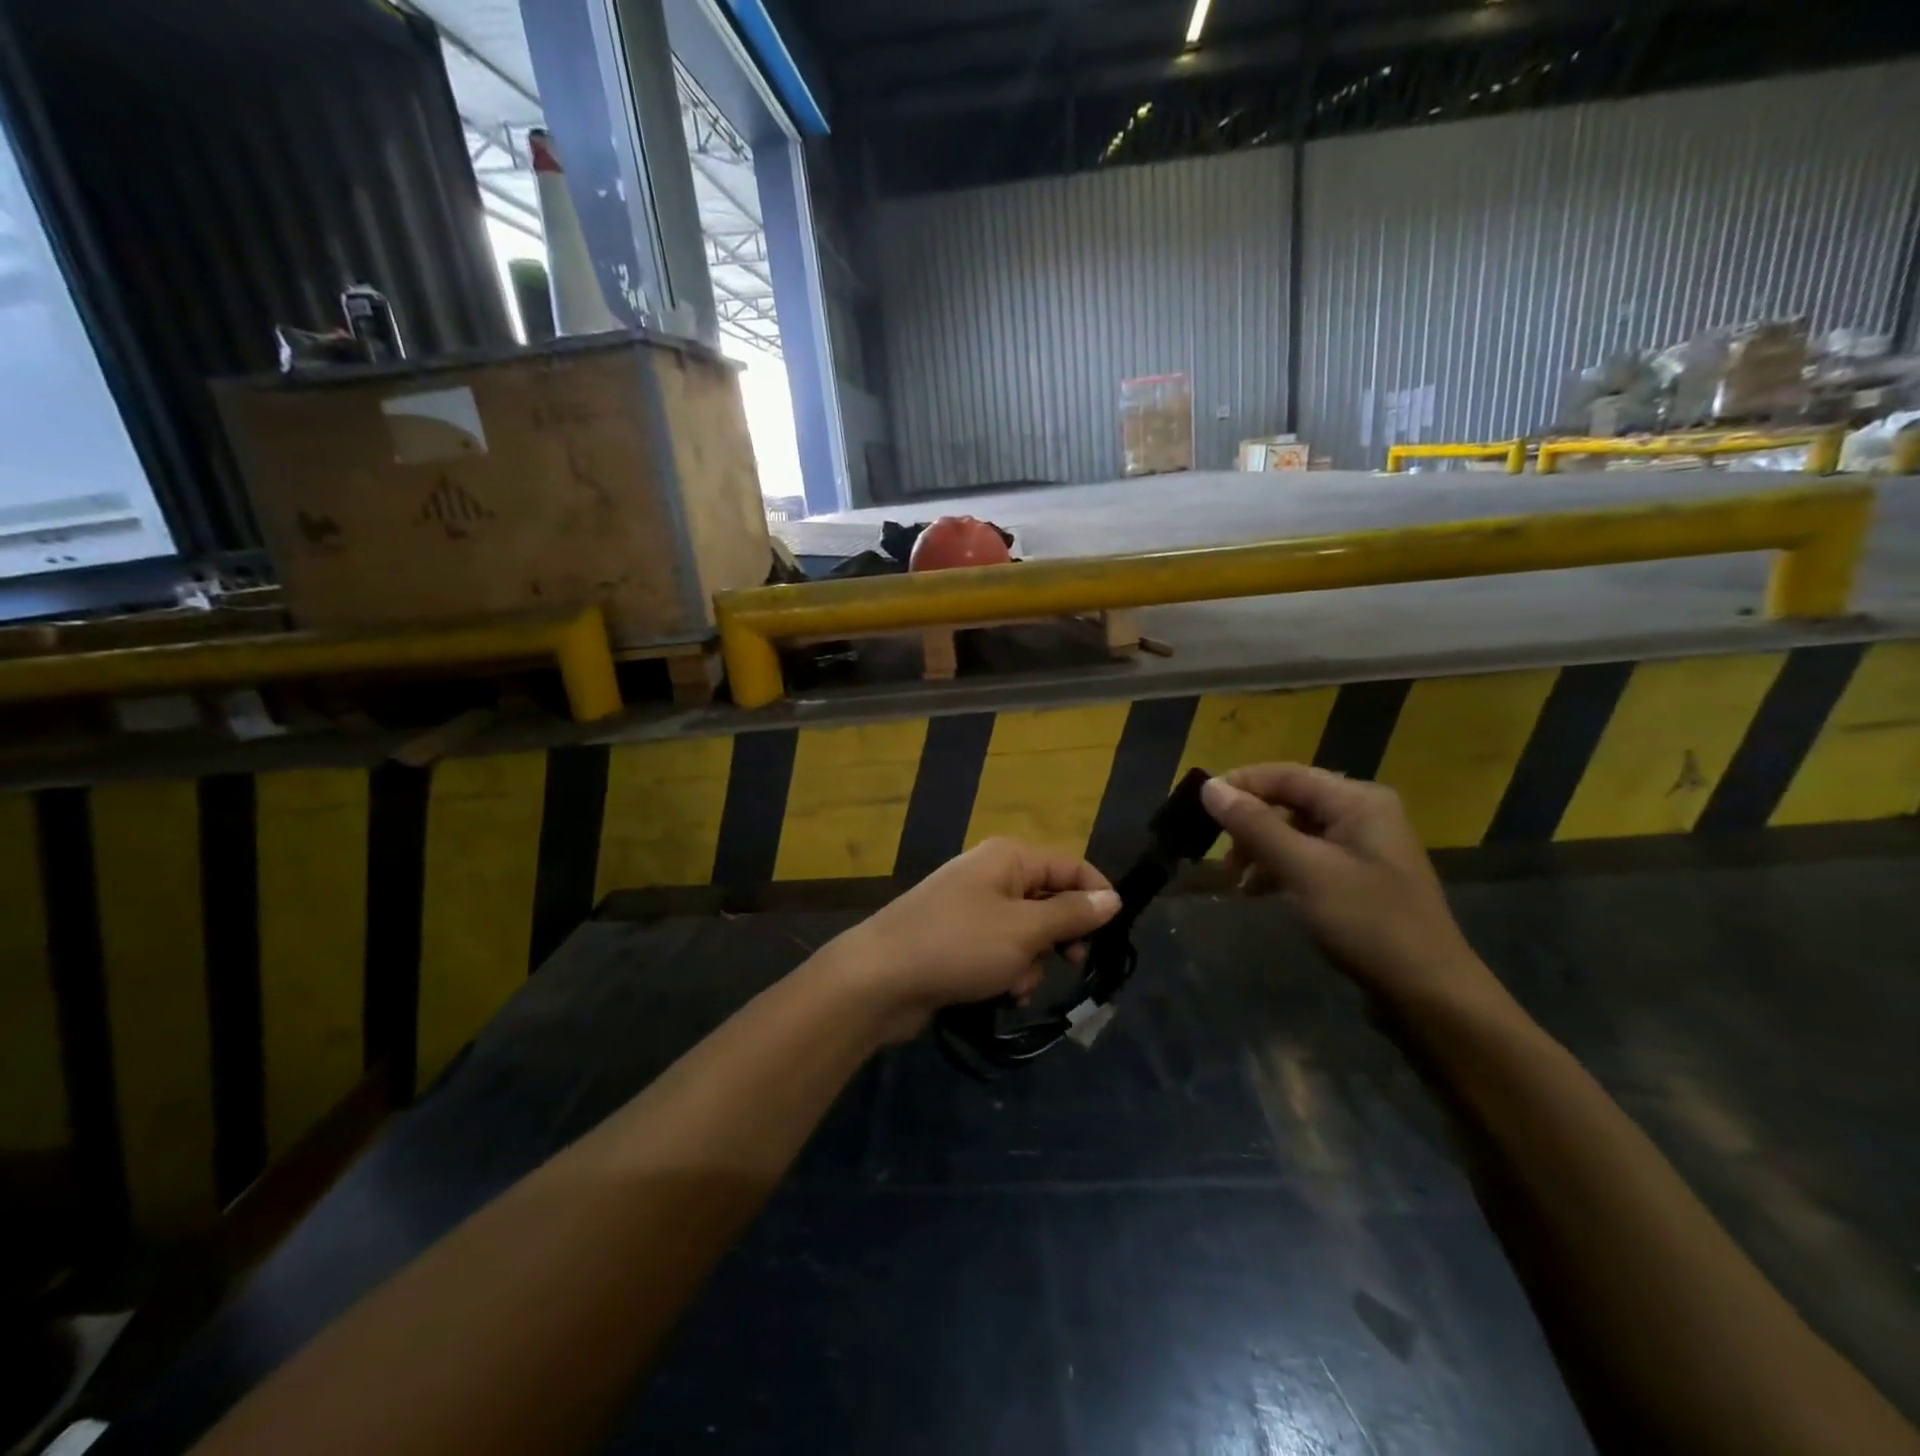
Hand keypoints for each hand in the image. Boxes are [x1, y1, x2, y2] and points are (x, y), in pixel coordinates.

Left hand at [829, 838, 1120, 1041]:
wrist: (880, 978)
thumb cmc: (959, 945)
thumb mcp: (1024, 930)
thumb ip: (1072, 914)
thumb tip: (1114, 897)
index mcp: (1009, 857)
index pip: (1071, 865)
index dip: (1097, 896)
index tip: (1113, 935)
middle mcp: (992, 874)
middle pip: (1049, 899)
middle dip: (1061, 936)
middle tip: (1072, 962)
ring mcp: (972, 908)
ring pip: (1027, 932)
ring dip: (1032, 962)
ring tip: (1016, 983)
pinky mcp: (958, 940)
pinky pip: (1001, 951)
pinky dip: (1008, 972)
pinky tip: (1001, 994)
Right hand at [1199, 764, 1500, 1009]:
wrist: (1429, 995)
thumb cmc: (1367, 922)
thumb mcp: (1304, 870)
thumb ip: (1255, 825)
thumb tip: (1210, 787)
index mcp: (1358, 800)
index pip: (1285, 774)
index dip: (1239, 785)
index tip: (1198, 807)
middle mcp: (1363, 813)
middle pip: (1289, 801)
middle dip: (1249, 823)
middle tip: (1216, 853)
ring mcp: (1363, 847)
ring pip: (1294, 831)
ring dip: (1260, 849)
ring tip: (1234, 880)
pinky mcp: (1359, 877)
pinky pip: (1307, 857)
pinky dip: (1278, 868)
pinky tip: (1258, 891)